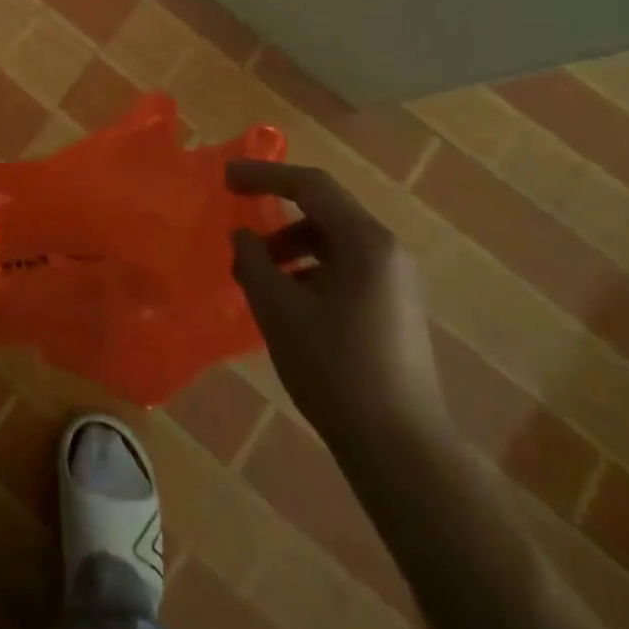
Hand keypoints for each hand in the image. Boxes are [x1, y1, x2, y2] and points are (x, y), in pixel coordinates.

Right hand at [226, 160, 446, 450]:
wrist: (402, 452)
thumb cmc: (335, 369)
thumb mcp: (278, 309)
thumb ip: (253, 261)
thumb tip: (243, 236)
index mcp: (365, 240)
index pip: (309, 185)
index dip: (264, 175)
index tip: (226, 178)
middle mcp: (387, 250)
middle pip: (324, 209)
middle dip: (276, 209)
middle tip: (237, 216)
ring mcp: (396, 281)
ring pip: (334, 240)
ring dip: (291, 244)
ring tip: (257, 272)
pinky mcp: (395, 309)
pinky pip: (346, 267)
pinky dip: (311, 269)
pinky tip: (288, 300)